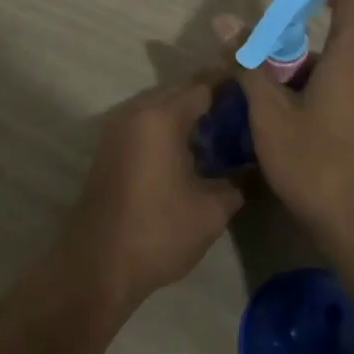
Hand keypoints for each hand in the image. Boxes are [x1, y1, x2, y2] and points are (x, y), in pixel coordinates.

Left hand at [63, 79, 243, 312]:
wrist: (96, 266)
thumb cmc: (157, 233)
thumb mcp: (211, 212)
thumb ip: (235, 183)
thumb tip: (247, 170)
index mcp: (162, 118)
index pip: (204, 87)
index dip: (231, 90)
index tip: (256, 99)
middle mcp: (137, 112)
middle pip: (180, 91)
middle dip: (210, 99)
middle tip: (242, 117)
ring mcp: (117, 128)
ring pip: (161, 106)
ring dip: (187, 114)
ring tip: (219, 133)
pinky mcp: (109, 147)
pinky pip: (146, 122)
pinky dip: (168, 127)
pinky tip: (189, 151)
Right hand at [235, 0, 353, 252]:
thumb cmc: (315, 164)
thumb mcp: (270, 114)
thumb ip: (249, 64)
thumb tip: (224, 21)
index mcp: (351, 57)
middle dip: (336, 4)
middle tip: (298, 9)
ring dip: (326, 44)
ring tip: (280, 63)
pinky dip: (331, 69)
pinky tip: (296, 98)